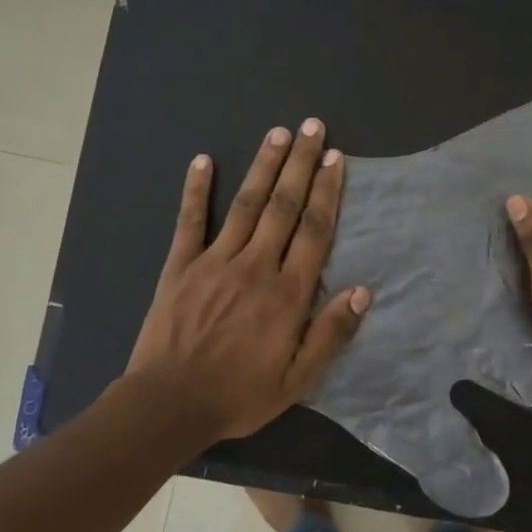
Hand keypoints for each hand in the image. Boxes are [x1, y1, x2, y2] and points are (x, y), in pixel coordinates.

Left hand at [125, 120, 370, 443]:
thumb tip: (362, 291)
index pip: (313, 231)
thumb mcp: (297, 379)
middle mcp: (254, 266)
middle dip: (300, 164)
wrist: (169, 404)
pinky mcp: (180, 266)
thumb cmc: (239, 395)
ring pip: (245, 205)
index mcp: (287, 294)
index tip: (335, 159)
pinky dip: (196, 190)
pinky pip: (190, 221)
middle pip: (282, 206)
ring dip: (263, 166)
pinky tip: (203, 161)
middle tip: (312, 127)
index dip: (327, 192)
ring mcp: (214, 262)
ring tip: (277, 133)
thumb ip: (330, 334)